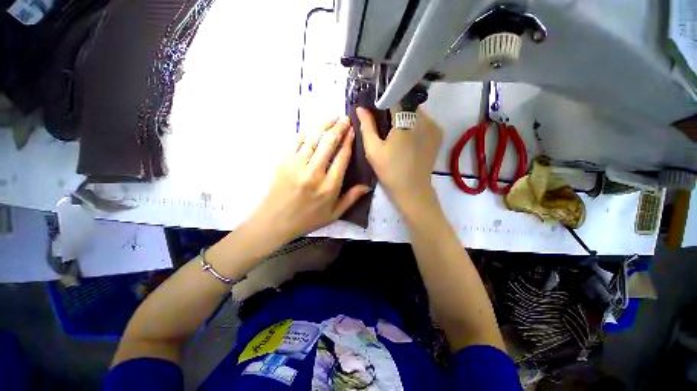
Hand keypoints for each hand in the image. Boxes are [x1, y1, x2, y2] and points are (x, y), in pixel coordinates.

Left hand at [248, 117, 368, 243]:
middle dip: (339, 127)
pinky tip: (314, 129)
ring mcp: (297, 165)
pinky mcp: (284, 161)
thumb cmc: (307, 219)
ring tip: (332, 118)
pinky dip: (307, 133)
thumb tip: (367, 186)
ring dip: (324, 125)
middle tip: (345, 119)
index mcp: (329, 186)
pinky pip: (297, 141)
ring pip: (314, 138)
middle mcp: (314, 173)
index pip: (342, 157)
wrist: (276, 220)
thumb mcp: (334, 214)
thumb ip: (351, 198)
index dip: (348, 141)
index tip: (352, 131)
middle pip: (329, 143)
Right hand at [357, 107, 441, 212]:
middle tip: (384, 123)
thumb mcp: (373, 149)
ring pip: (416, 112)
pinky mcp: (438, 135)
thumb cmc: (389, 170)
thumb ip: (366, 126)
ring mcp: (434, 126)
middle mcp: (424, 119)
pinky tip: (407, 137)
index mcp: (406, 121)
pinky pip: (424, 121)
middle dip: (395, 109)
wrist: (412, 189)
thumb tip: (360, 108)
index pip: (395, 98)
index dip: (384, 101)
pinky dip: (414, 124)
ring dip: (405, 116)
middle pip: (407, 104)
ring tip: (395, 131)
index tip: (375, 108)